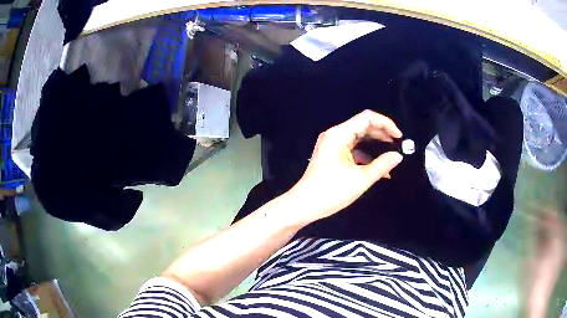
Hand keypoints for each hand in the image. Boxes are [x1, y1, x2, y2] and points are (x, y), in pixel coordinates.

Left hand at [286, 110, 403, 224]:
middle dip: (382, 134)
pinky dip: (366, 155)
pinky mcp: (332, 155)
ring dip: (375, 145)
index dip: (386, 123)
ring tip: (391, 155)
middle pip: (363, 126)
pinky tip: (378, 167)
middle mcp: (335, 135)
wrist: (303, 206)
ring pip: (359, 138)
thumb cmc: (330, 192)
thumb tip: (398, 156)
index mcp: (339, 134)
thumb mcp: (360, 179)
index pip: (367, 118)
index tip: (399, 136)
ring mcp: (332, 145)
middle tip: (398, 145)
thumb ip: (382, 165)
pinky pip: (353, 149)